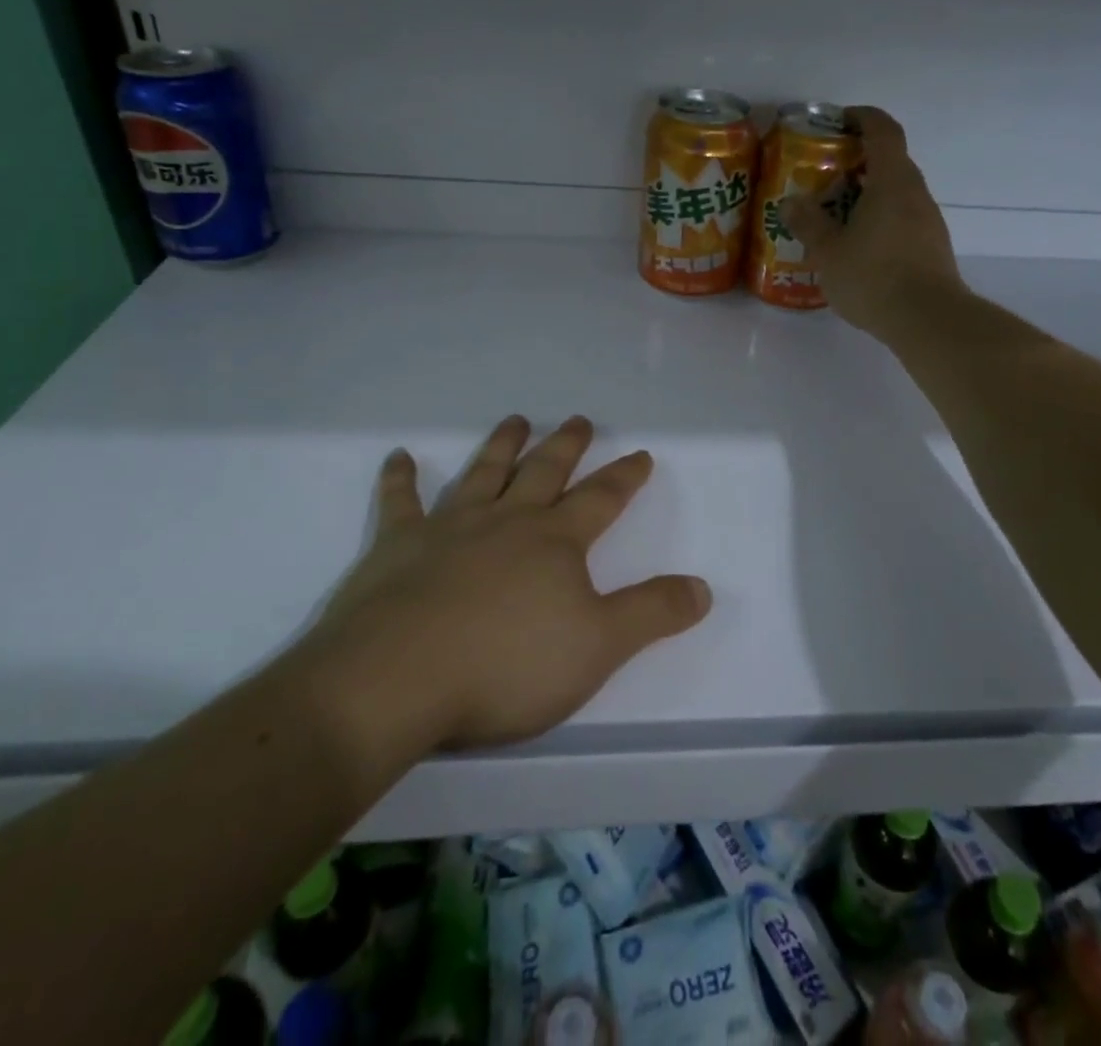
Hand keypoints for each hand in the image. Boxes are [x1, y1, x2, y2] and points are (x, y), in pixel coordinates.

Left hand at [293, 416, 711, 760]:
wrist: (397, 680)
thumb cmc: (506, 665)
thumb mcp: (598, 647)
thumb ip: (652, 613)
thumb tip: (703, 587)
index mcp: (555, 541)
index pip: (601, 499)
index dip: (625, 476)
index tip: (640, 453)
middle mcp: (506, 521)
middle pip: (544, 472)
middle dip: (566, 445)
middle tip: (577, 419)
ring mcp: (449, 528)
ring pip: (483, 473)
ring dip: (501, 446)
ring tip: (516, 421)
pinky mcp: (396, 547)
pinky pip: (400, 503)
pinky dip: (400, 478)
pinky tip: (399, 457)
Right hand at [780, 106, 966, 338]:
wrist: (928, 320)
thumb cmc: (874, 277)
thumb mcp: (829, 251)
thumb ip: (808, 223)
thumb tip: (790, 202)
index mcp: (892, 181)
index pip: (883, 130)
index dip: (862, 117)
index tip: (838, 121)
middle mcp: (916, 192)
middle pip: (890, 160)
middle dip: (858, 161)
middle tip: (825, 175)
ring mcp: (929, 220)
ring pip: (897, 192)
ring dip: (869, 193)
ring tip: (835, 214)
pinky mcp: (932, 246)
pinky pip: (903, 218)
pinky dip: (880, 218)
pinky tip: (858, 246)